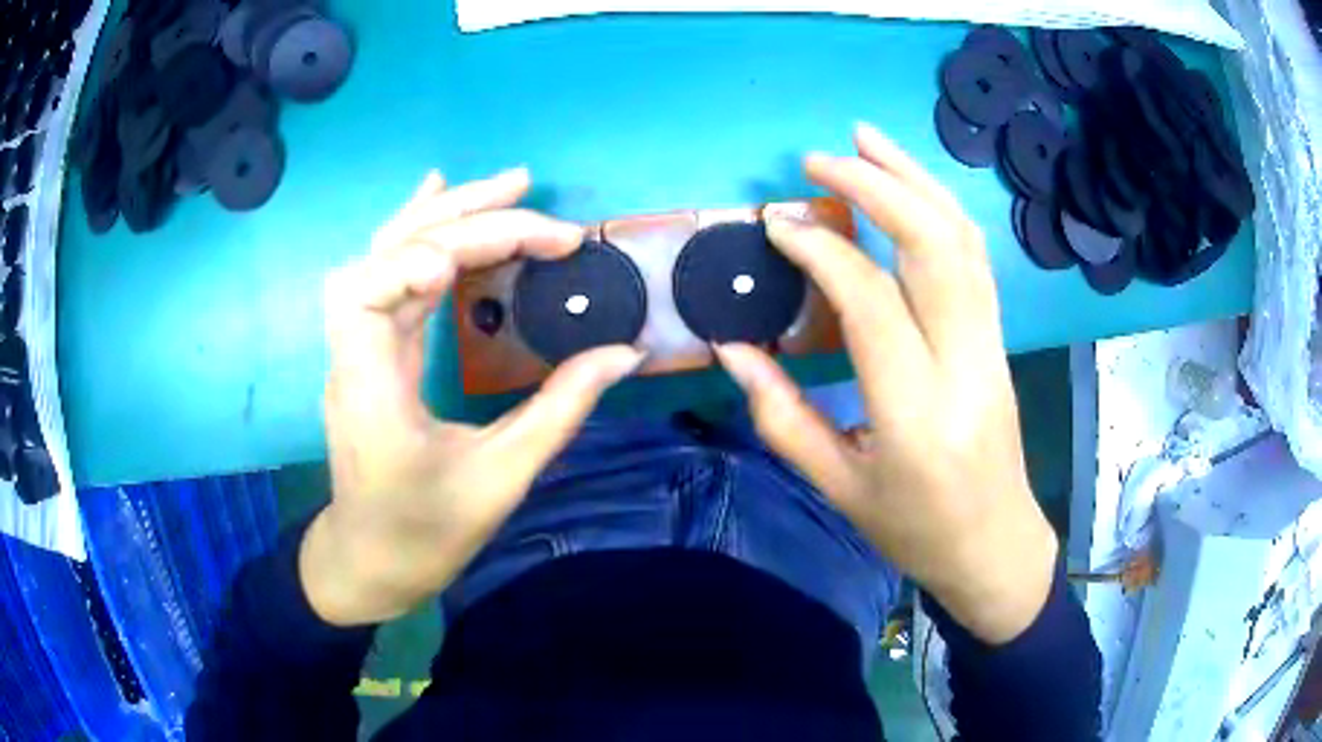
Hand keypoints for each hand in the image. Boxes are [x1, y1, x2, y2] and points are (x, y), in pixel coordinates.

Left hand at [302, 169, 644, 625]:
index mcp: (368, 389)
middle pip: (385, 255)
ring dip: (443, 214)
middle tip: (531, 195)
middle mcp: (351, 353)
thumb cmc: (425, 533)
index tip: (509, 253)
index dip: (427, 255)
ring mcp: (355, 347)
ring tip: (506, 187)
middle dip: (460, 217)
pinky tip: (441, 199)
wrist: (370, 561)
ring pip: (385, 255)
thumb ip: (560, 410)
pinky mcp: (370, 349)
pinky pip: (388, 274)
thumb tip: (624, 353)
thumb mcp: (500, 480)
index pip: (374, 290)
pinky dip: (419, 233)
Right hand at [714, 124, 1056, 644]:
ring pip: (961, 239)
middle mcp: (964, 364)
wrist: (994, 544)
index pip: (872, 302)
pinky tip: (909, 184)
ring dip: (914, 178)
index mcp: (916, 414)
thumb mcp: (838, 487)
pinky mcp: (998, 337)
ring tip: (866, 138)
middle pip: (933, 246)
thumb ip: (780, 416)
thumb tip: (730, 349)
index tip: (777, 224)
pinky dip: (940, 207)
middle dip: (876, 186)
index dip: (821, 251)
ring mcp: (991, 344)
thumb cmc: (914, 529)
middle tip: (818, 159)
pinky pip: (973, 256)